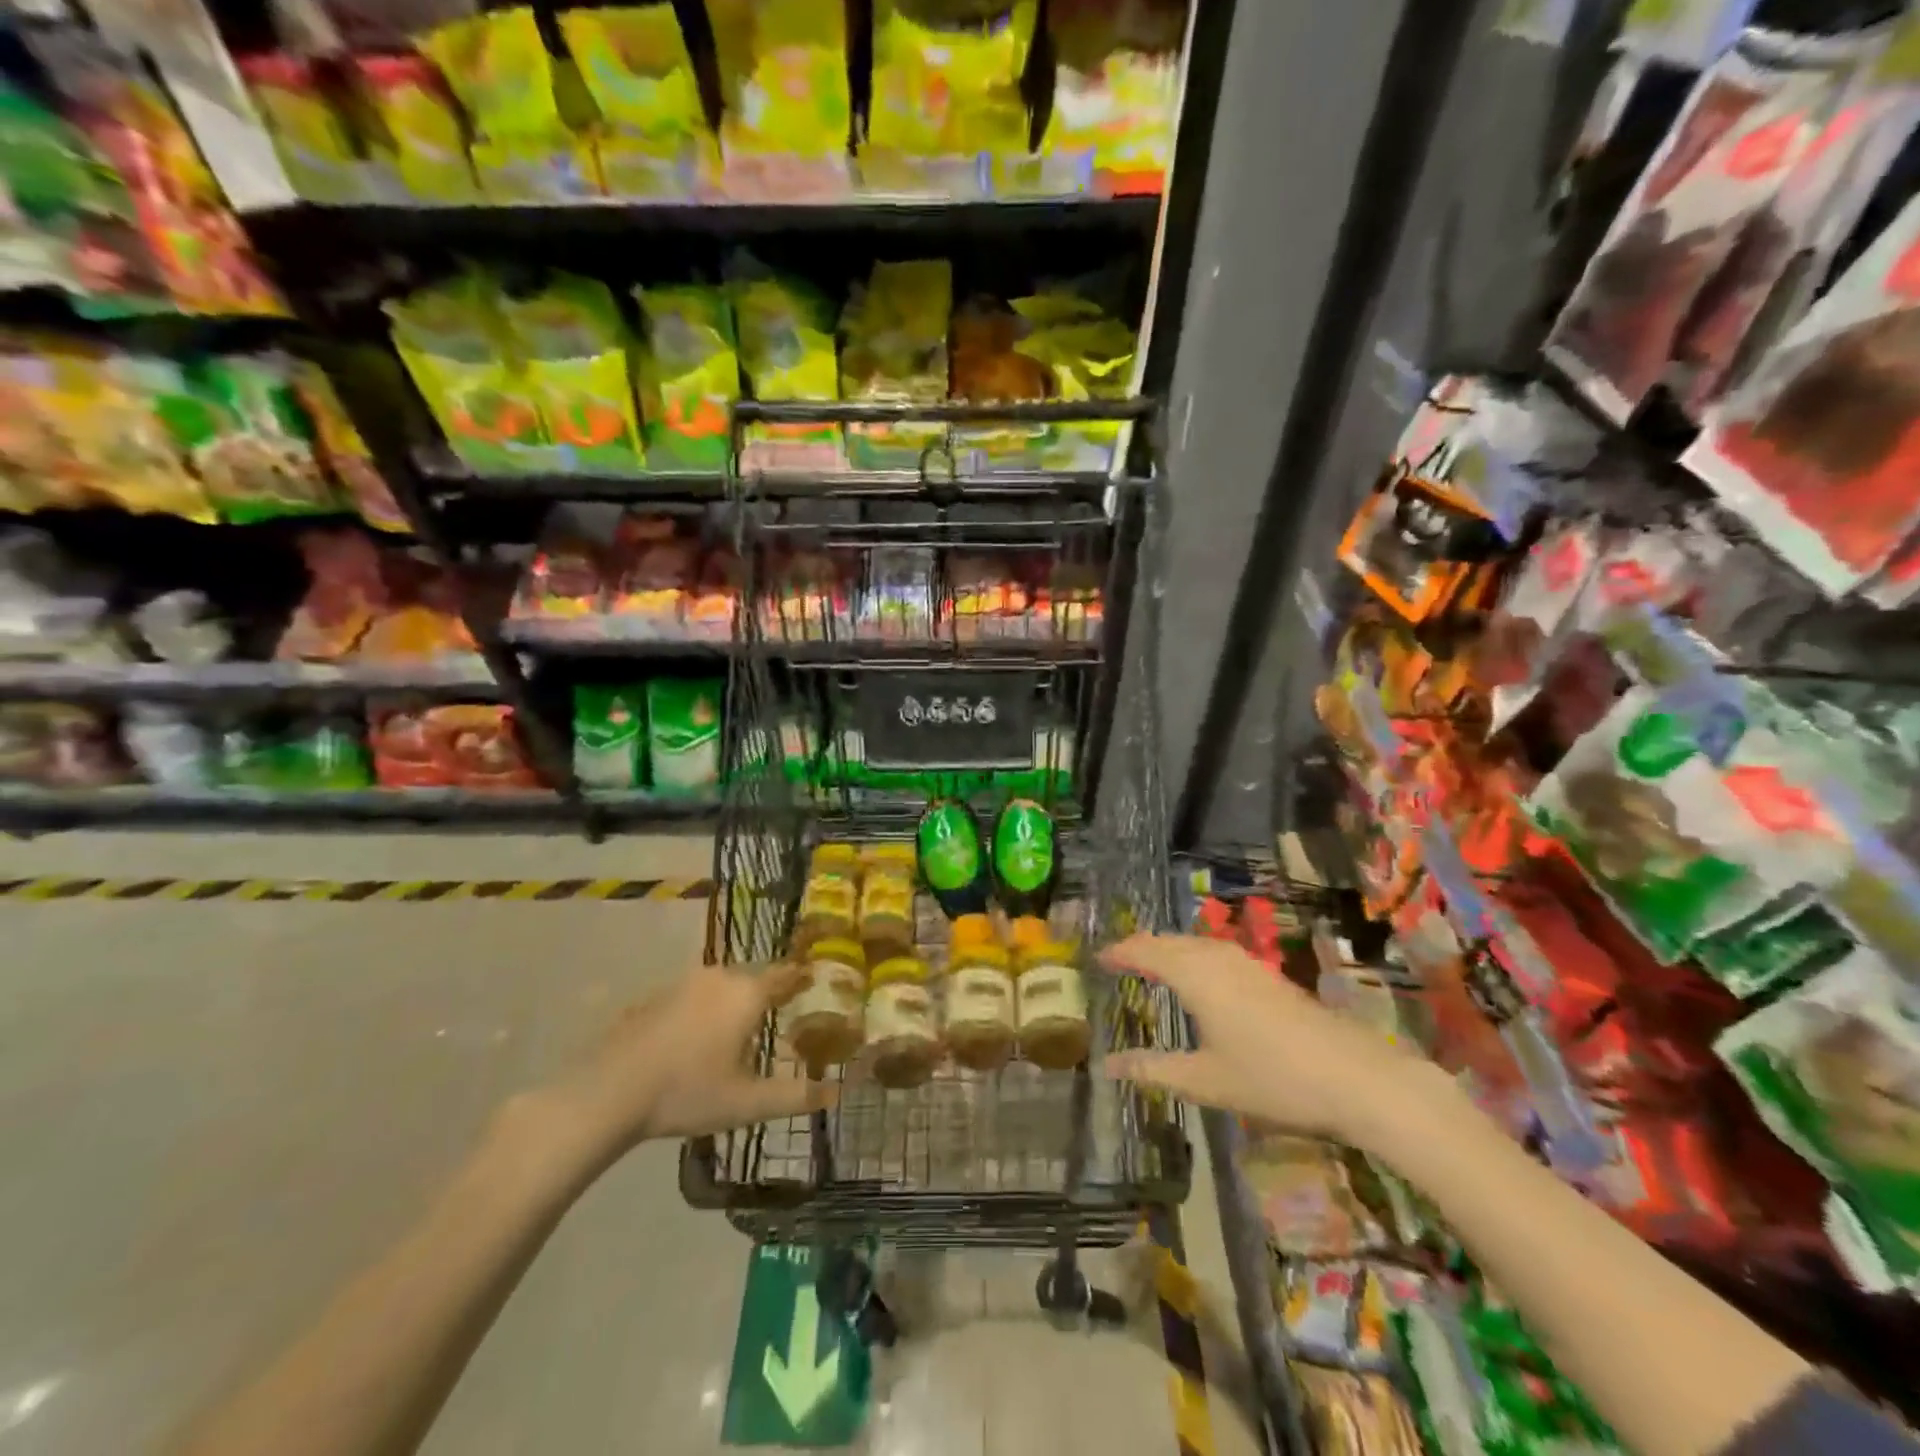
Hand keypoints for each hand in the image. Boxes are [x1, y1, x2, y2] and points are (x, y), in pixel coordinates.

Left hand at [544, 962, 837, 1163]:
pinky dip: (704, 1009)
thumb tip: (837, 1093)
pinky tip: (697, 1037)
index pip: (786, 974)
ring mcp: (683, 984)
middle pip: (754, 977)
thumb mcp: (747, 1103)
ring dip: (735, 1000)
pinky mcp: (655, 997)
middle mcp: (719, 978)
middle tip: (782, 1010)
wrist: (609, 1092)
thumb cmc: (687, 1092)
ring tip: (742, 1025)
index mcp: (747, 994)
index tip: (815, 980)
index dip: (802, 977)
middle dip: (769, 992)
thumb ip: (795, 1096)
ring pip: (722, 985)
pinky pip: (694, 996)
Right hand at [1097, 934, 1438, 1146]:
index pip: (1144, 951)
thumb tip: (1107, 1065)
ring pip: (1194, 943)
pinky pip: (1214, 952)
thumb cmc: (1272, 1078)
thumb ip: (1153, 1070)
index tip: (1096, 959)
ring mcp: (1246, 964)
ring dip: (1168, 949)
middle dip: (1141, 946)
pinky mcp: (1268, 975)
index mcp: (1194, 974)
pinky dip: (1192, 956)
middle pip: (1168, 940)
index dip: (1118, 952)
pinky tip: (1199, 977)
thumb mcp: (1204, 1081)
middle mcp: (1216, 958)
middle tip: (1118, 960)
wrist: (1356, 1077)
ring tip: (1151, 964)